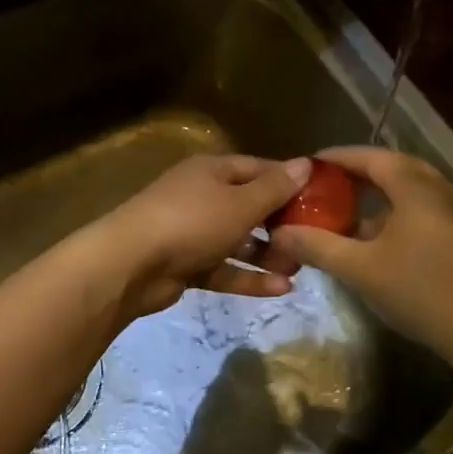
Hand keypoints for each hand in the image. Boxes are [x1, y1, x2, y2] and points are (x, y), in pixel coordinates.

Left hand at [92, 153, 311, 317]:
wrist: (131, 264)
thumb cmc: (191, 221)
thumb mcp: (240, 203)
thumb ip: (274, 188)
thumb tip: (305, 164)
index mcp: (212, 171)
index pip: (258, 169)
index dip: (289, 181)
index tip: (321, 196)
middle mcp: (202, 197)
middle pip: (249, 207)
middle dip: (281, 224)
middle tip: (313, 239)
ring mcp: (192, 233)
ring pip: (238, 242)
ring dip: (267, 255)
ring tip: (300, 268)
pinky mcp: (186, 265)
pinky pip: (224, 268)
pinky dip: (249, 277)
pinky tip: (282, 289)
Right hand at [263, 146, 452, 356]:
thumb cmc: (419, 291)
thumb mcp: (358, 269)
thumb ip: (317, 246)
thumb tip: (278, 233)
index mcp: (415, 188)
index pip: (372, 157)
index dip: (338, 157)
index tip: (310, 164)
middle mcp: (440, 191)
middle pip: (395, 168)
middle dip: (359, 173)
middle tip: (327, 184)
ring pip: (412, 191)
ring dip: (379, 196)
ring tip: (348, 212)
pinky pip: (424, 210)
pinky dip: (397, 213)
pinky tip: (378, 240)